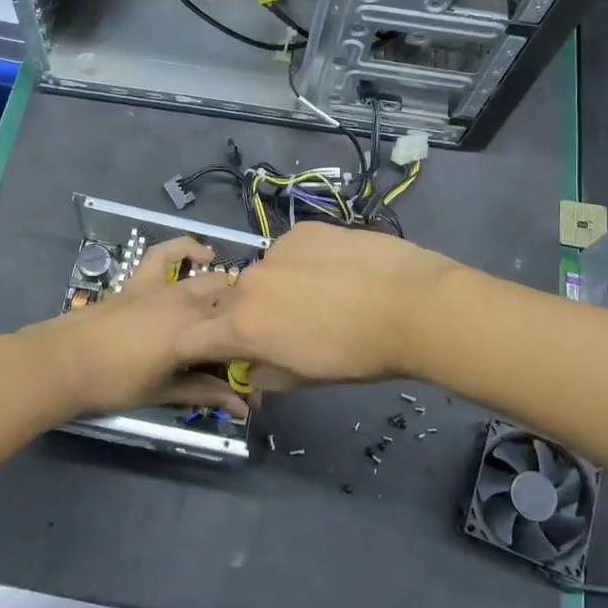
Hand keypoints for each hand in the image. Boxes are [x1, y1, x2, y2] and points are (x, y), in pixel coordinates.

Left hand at [16, 237, 249, 420]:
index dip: (249, 361)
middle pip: (230, 308)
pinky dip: (187, 248)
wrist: (62, 362)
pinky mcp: (143, 279)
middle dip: (241, 327)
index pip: (237, 342)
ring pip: (210, 281)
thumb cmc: (113, 384)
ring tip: (232, 309)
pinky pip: (167, 252)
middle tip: (238, 351)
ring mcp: (165, 287)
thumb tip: (242, 407)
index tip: (251, 385)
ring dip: (226, 294)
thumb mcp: (163, 392)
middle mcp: (188, 304)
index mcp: (196, 335)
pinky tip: (203, 254)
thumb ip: (204, 393)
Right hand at [177, 222, 460, 384]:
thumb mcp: (307, 378)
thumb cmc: (359, 355)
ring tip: (324, 295)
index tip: (222, 350)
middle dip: (252, 315)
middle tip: (290, 327)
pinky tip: (339, 270)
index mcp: (243, 326)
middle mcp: (250, 283)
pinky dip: (305, 262)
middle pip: (234, 301)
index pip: (193, 336)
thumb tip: (252, 369)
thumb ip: (266, 373)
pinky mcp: (304, 230)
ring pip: (265, 273)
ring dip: (279, 286)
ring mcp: (277, 250)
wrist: (413, 305)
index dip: (200, 344)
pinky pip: (292, 250)